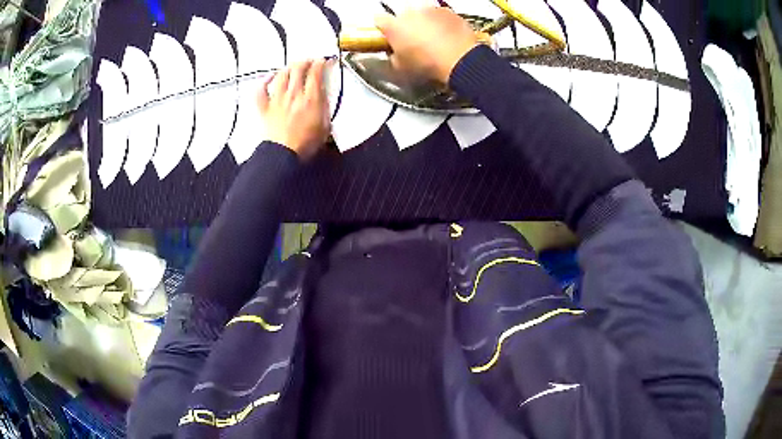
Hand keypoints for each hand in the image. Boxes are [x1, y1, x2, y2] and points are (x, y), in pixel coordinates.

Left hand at [258, 59, 329, 160]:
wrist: (283, 155)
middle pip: (298, 68)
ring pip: (281, 75)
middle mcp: (293, 94)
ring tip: (292, 67)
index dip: (320, 63)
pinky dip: (264, 82)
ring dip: (288, 68)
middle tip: (308, 61)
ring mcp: (277, 99)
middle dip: (305, 61)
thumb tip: (323, 97)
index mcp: (311, 98)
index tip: (323, 61)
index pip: (316, 72)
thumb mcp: (324, 126)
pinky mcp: (265, 108)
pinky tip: (268, 78)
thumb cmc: (304, 144)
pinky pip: (261, 90)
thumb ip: (324, 108)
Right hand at [375, 7, 477, 83]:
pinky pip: (440, 15)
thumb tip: (394, 53)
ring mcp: (430, 9)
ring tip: (432, 39)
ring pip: (422, 13)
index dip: (383, 28)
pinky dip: (441, 22)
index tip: (387, 35)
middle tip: (413, 41)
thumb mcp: (401, 68)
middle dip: (405, 25)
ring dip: (424, 22)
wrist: (460, 60)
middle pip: (402, 15)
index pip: (379, 20)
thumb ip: (393, 56)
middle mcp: (409, 12)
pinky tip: (446, 36)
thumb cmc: (428, 65)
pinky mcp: (448, 11)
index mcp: (393, 25)